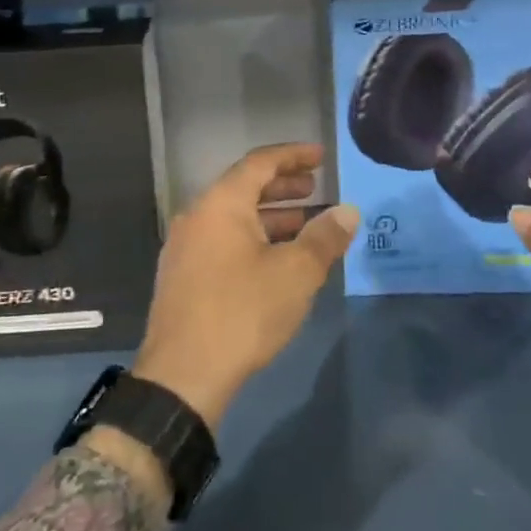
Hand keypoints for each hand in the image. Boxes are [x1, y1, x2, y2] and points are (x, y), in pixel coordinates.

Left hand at [132, 144, 358, 432]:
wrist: (183, 375)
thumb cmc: (243, 312)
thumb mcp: (295, 273)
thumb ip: (324, 238)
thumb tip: (348, 212)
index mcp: (220, 204)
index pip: (259, 163)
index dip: (293, 156)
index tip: (321, 156)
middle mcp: (197, 216)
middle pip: (243, 188)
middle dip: (282, 187)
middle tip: (315, 189)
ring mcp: (184, 247)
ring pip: (232, 219)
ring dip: (270, 217)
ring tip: (304, 226)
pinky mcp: (182, 277)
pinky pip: (222, 242)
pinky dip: (252, 239)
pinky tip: (274, 261)